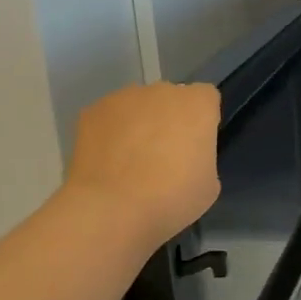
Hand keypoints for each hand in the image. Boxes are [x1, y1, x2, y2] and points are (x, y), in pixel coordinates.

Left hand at [66, 83, 220, 247]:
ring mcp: (124, 98)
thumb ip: (201, 158)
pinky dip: (110, 133)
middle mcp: (162, 91)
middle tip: (164, 155)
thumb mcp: (209, 184)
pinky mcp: (91, 111)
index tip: (196, 144)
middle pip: (171, 98)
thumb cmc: (173, 197)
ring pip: (138, 106)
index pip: (207, 98)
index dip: (202, 120)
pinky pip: (109, 118)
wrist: (112, 208)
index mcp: (198, 105)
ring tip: (130, 161)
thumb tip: (185, 158)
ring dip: (139, 124)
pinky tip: (108, 162)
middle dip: (169, 119)